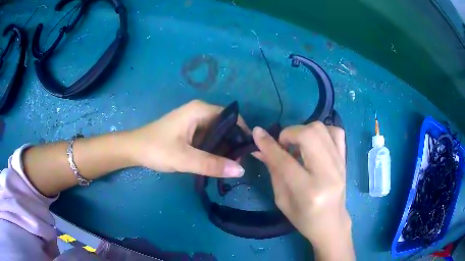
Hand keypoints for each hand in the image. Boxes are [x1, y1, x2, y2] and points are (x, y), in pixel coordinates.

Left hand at [128, 100, 245, 177]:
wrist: (134, 150)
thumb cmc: (156, 149)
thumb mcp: (185, 158)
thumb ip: (212, 165)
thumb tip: (241, 171)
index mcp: (200, 110)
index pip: (232, 118)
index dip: (242, 133)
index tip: (247, 153)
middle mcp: (200, 112)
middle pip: (226, 126)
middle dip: (234, 144)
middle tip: (238, 165)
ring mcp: (194, 122)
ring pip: (218, 134)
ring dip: (224, 149)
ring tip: (230, 167)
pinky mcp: (190, 131)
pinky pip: (209, 139)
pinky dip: (214, 150)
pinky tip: (217, 163)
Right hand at [252, 122, 354, 259]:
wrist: (332, 223)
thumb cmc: (304, 218)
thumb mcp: (282, 199)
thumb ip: (273, 171)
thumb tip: (259, 149)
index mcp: (308, 191)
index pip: (285, 161)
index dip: (269, 145)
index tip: (257, 133)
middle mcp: (327, 174)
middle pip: (309, 135)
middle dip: (290, 133)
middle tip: (283, 145)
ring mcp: (339, 165)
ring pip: (322, 129)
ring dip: (304, 131)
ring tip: (298, 145)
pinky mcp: (345, 160)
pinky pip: (337, 132)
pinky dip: (322, 132)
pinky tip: (315, 143)